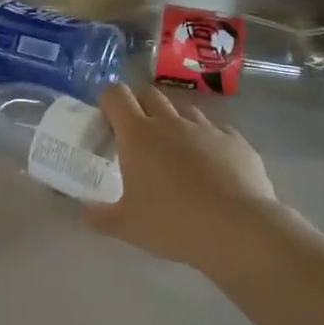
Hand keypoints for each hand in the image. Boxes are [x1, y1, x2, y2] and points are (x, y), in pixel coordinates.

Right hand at [83, 85, 279, 269]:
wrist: (239, 230)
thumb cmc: (173, 224)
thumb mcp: (126, 226)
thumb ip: (99, 216)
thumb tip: (84, 212)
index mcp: (137, 135)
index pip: (115, 95)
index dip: (108, 100)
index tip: (107, 119)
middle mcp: (170, 122)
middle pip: (149, 94)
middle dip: (139, 105)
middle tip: (137, 134)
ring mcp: (206, 129)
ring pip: (184, 109)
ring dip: (174, 120)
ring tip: (175, 150)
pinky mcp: (236, 141)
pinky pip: (216, 130)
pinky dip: (207, 140)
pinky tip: (210, 164)